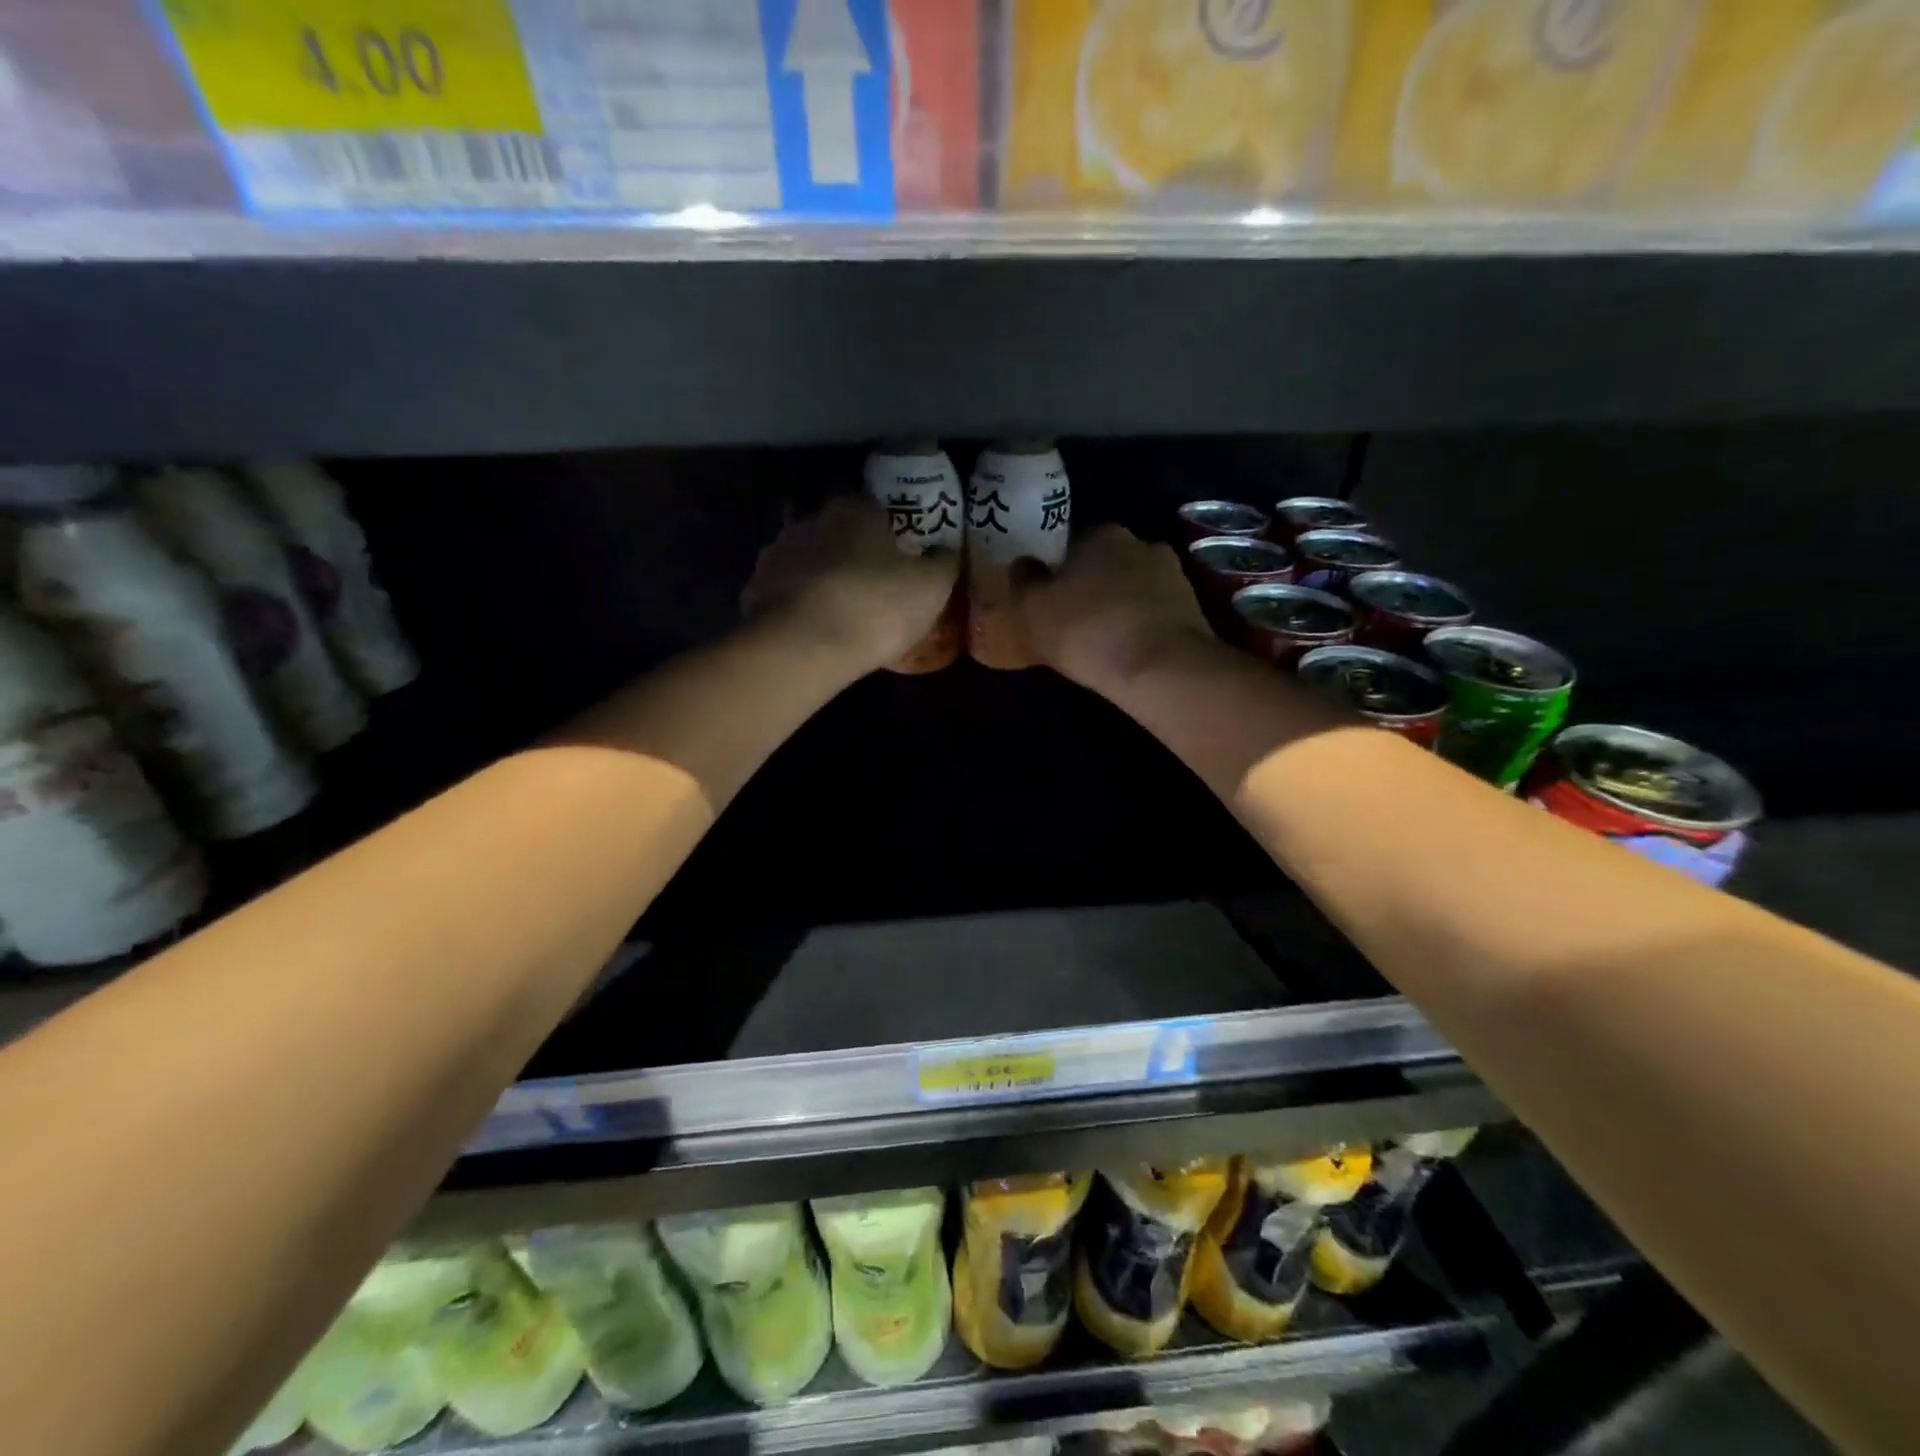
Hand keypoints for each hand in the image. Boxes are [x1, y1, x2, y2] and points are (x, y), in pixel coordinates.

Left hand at [743, 498, 958, 670]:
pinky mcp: (753, 591)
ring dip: (819, 578)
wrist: (804, 646)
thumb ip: (943, 563)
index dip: (890, 535)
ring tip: (837, 611)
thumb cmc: (876, 606)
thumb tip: (947, 551)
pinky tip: (810, 629)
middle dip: (850, 554)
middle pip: (836, 533)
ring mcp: (774, 555)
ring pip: (805, 561)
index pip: (875, 510)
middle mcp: (809, 521)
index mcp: (854, 510)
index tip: (899, 561)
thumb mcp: (933, 586)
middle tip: (870, 586)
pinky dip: (796, 605)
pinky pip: (783, 593)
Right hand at [1013, 525, 1214, 690]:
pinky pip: (1156, 614)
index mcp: (1103, 534)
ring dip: (1121, 607)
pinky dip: (1143, 626)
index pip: (1074, 546)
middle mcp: (1142, 543)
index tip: (1052, 601)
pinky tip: (1131, 652)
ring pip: (1135, 589)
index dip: (1060, 574)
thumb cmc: (1087, 631)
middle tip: (1076, 622)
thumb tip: (1023, 564)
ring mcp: (1174, 575)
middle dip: (1093, 588)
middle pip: (1107, 565)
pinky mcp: (1194, 608)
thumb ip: (1024, 582)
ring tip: (1105, 642)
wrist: (1160, 668)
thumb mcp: (1033, 609)